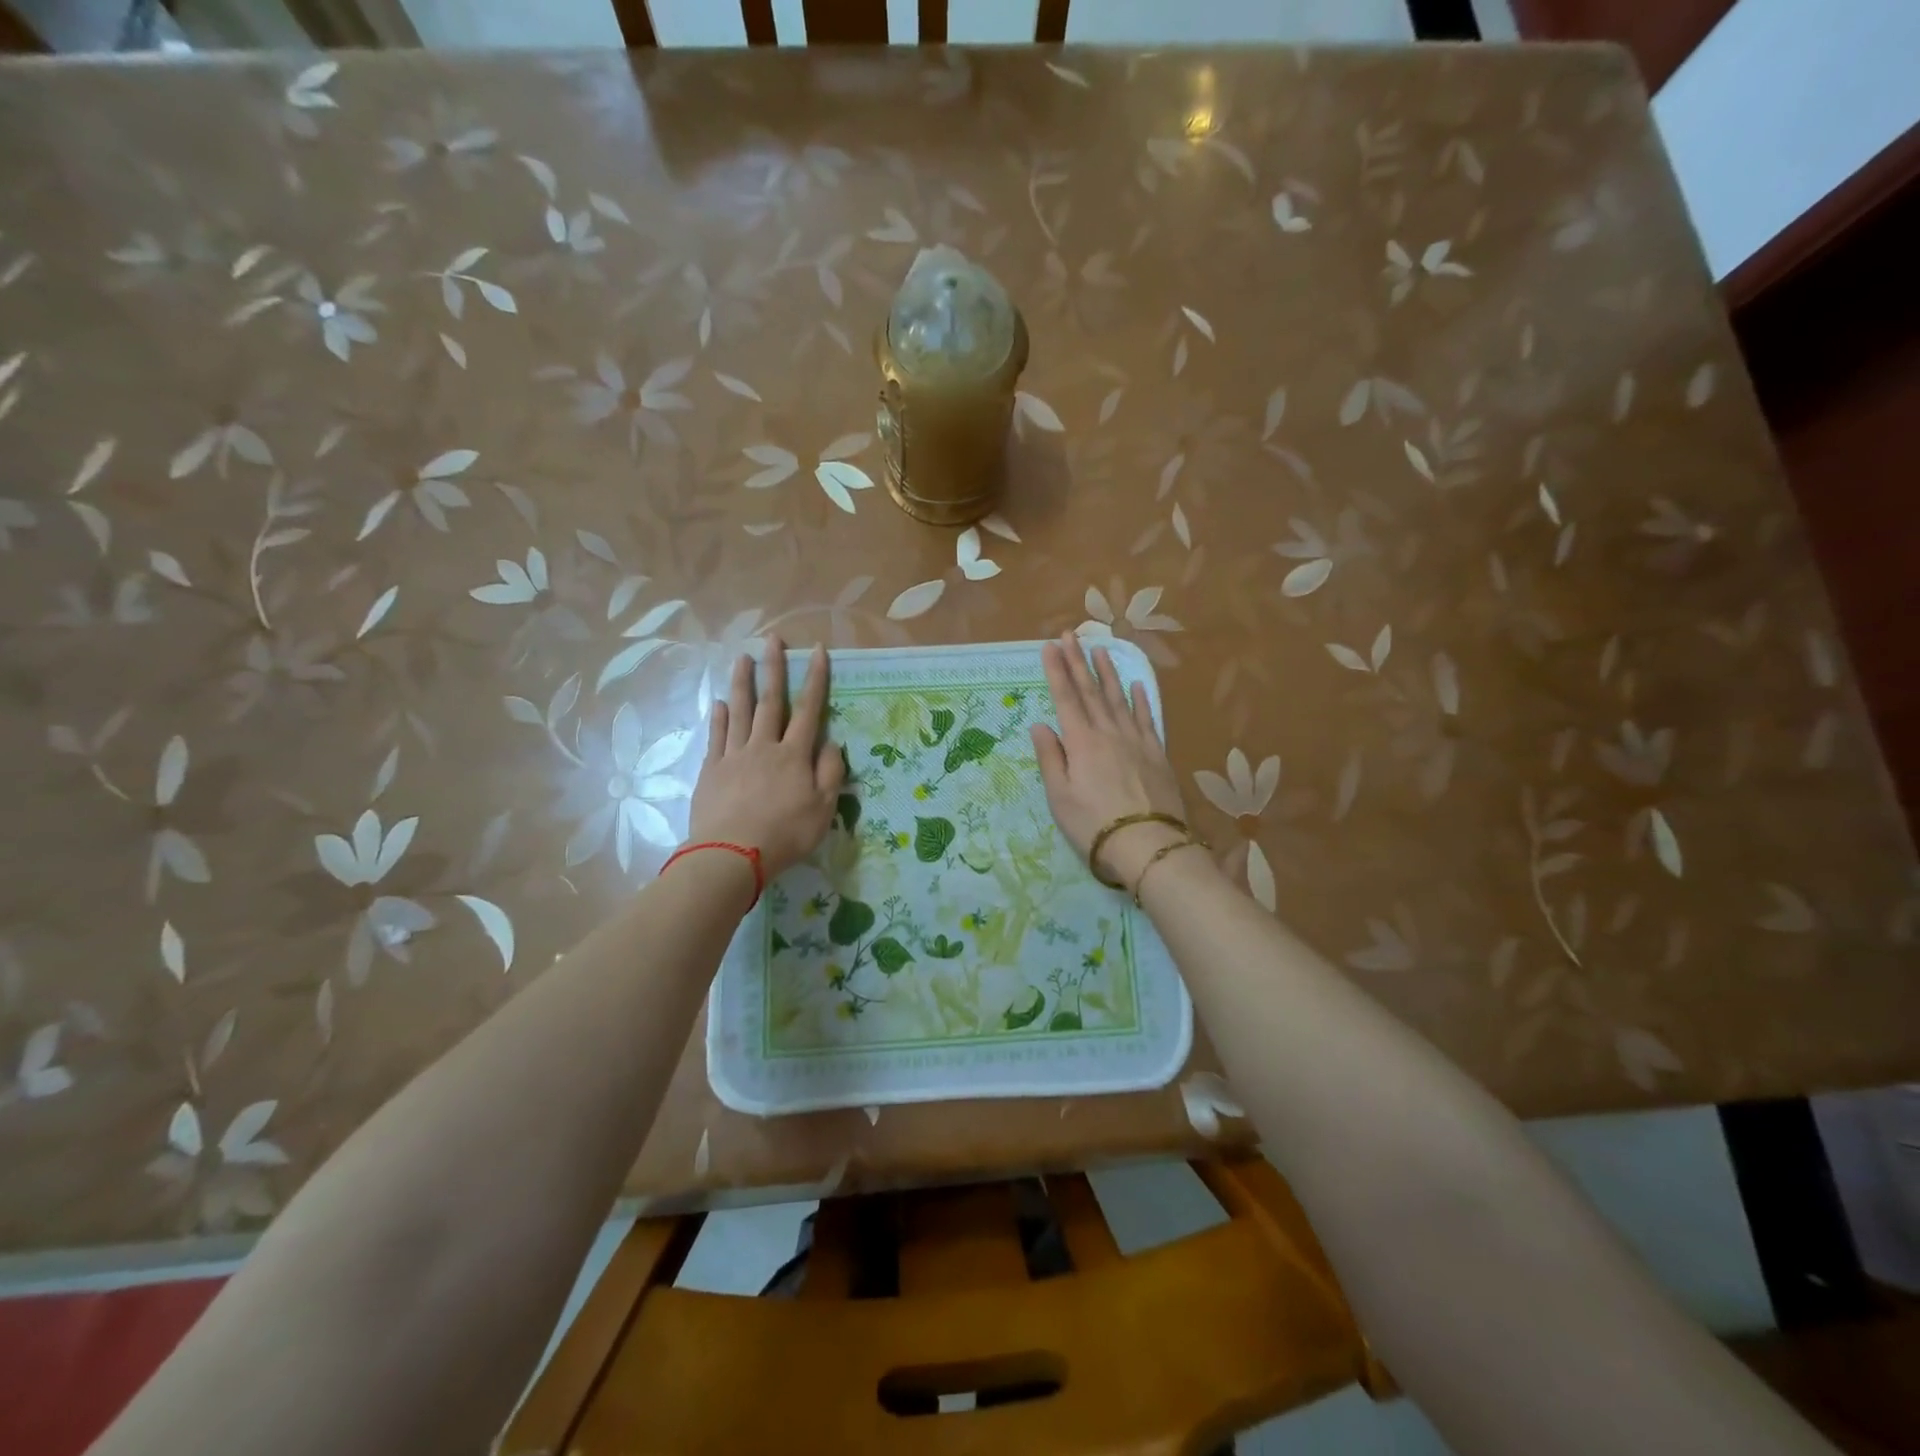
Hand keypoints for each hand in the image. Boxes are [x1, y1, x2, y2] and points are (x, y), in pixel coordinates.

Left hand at [688, 637, 844, 881]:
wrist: (731, 855)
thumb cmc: (785, 834)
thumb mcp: (823, 809)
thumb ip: (830, 773)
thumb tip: (832, 743)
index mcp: (794, 755)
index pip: (809, 709)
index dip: (815, 679)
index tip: (817, 651)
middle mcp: (764, 746)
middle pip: (770, 701)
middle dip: (773, 668)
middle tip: (771, 639)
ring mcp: (734, 756)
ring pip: (739, 711)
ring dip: (742, 682)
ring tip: (742, 657)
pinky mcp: (711, 770)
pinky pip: (716, 736)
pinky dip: (719, 717)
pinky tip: (719, 703)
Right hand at [1031, 632, 1198, 887]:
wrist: (1148, 844)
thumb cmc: (1093, 824)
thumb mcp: (1059, 796)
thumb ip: (1050, 758)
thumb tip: (1041, 725)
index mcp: (1081, 742)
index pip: (1066, 698)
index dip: (1056, 671)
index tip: (1050, 646)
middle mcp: (1108, 733)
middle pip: (1091, 691)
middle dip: (1078, 661)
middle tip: (1070, 635)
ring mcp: (1136, 741)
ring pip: (1119, 698)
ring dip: (1108, 673)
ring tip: (1101, 650)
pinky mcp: (1157, 753)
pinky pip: (1147, 718)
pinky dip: (1140, 699)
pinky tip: (1137, 685)